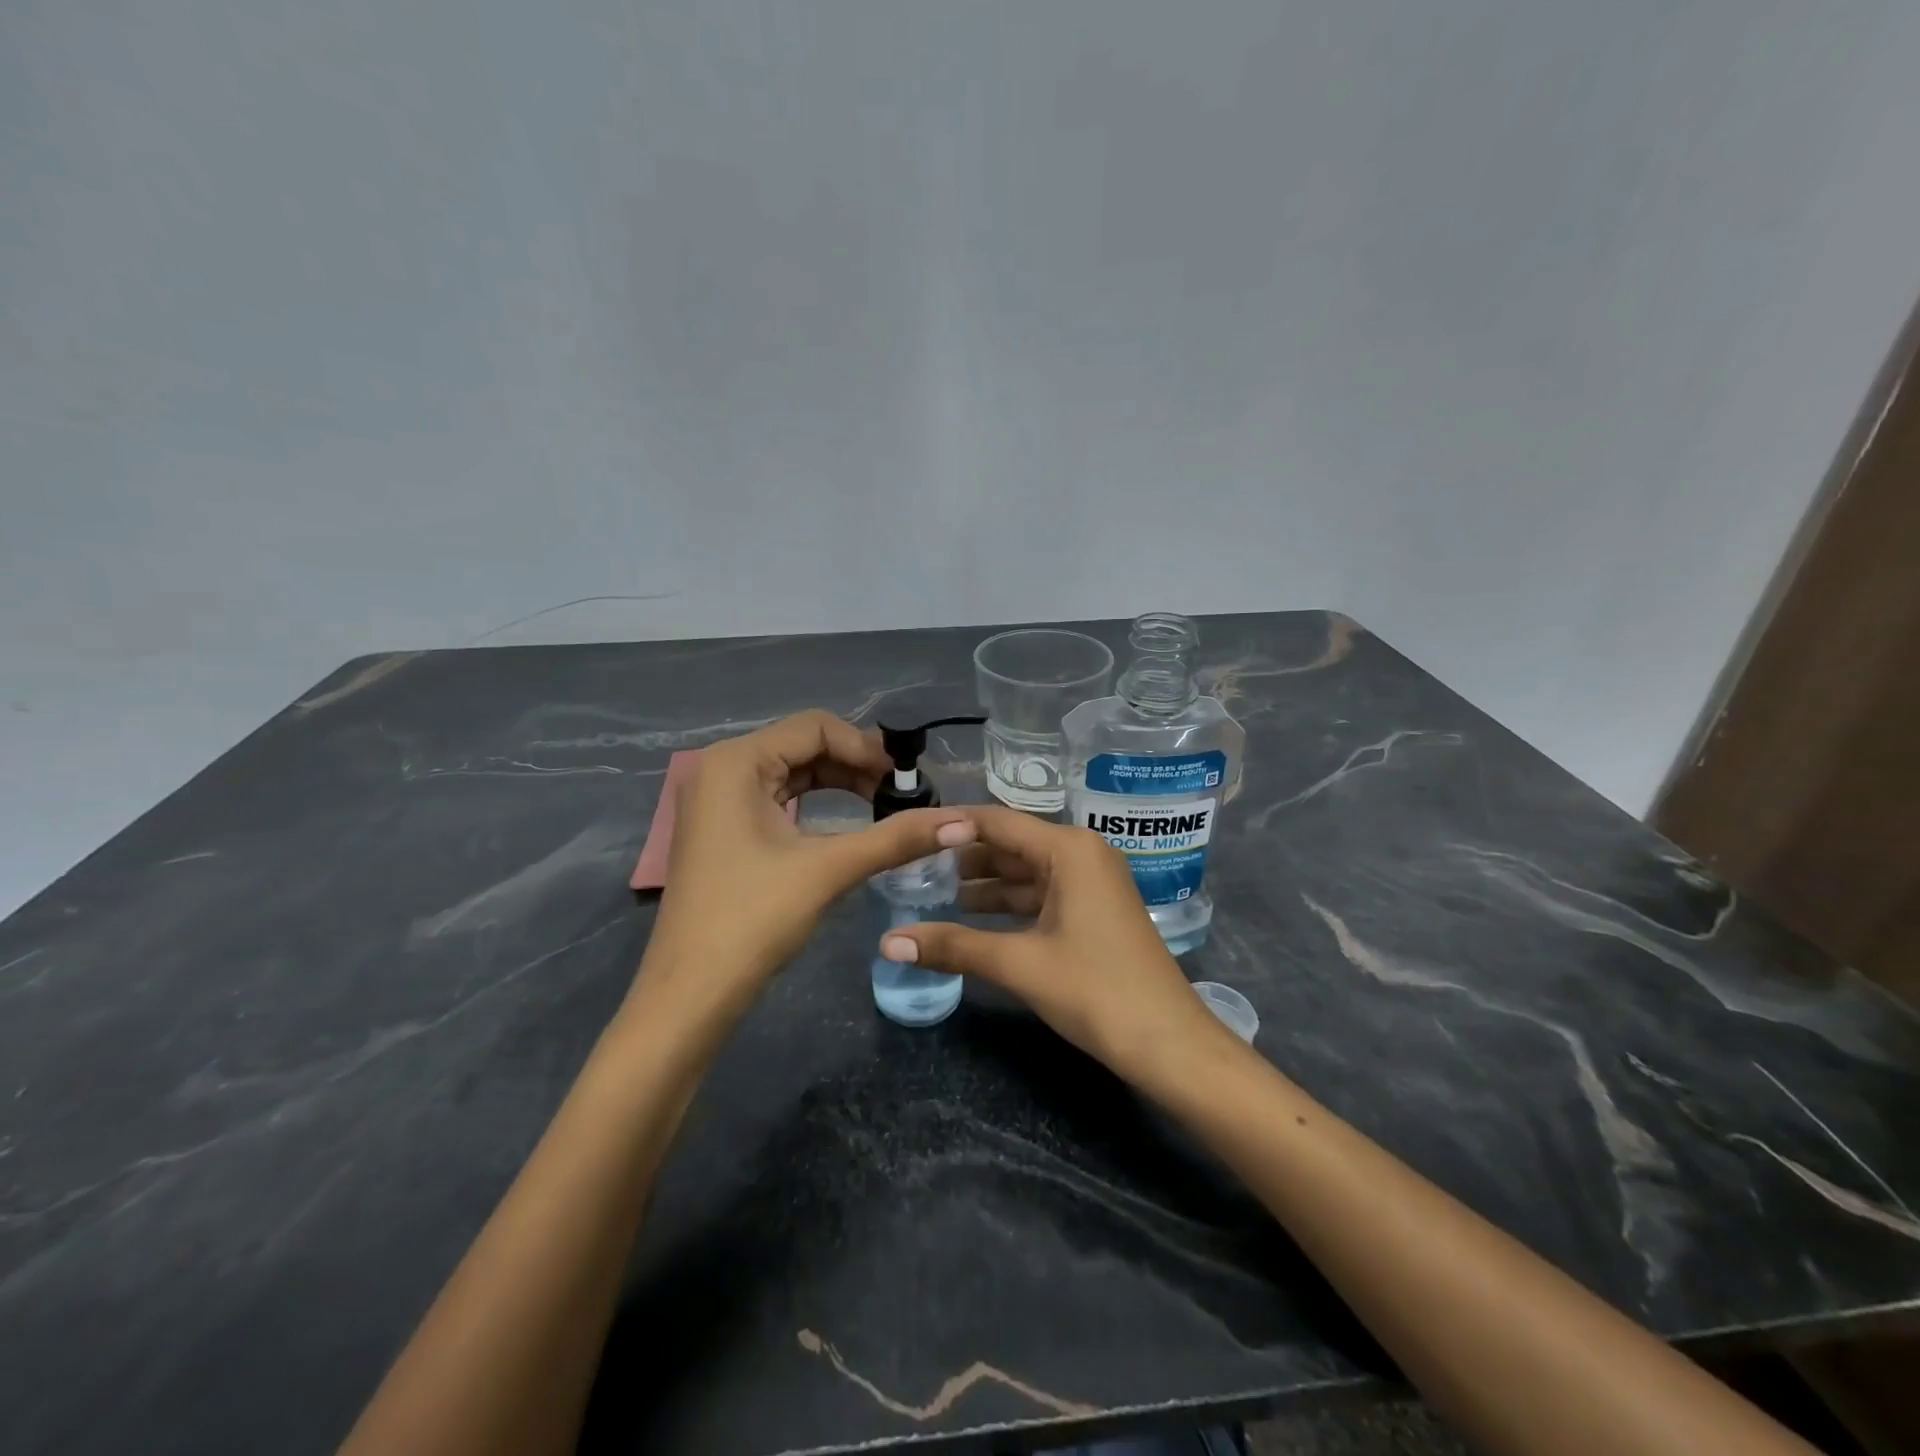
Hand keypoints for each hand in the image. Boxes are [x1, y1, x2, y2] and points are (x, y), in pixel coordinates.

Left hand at [640, 711, 975, 1013]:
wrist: (691, 993)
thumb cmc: (754, 919)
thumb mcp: (829, 869)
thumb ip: (896, 837)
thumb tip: (963, 820)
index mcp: (736, 762)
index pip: (815, 727)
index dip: (866, 747)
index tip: (907, 779)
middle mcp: (721, 769)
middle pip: (804, 745)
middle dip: (856, 766)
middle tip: (903, 795)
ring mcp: (718, 800)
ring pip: (793, 772)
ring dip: (840, 784)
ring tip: (885, 807)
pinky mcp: (723, 828)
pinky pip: (779, 798)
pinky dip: (817, 804)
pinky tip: (849, 822)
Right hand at [876, 807, 1232, 1082]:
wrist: (1169, 1043)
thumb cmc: (1096, 990)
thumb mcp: (1020, 964)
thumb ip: (954, 946)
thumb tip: (888, 943)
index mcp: (1069, 849)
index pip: (997, 823)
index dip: (950, 828)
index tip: (906, 836)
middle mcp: (1082, 854)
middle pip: (1010, 845)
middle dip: (962, 858)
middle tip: (910, 868)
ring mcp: (1091, 883)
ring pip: (1025, 873)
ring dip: (983, 884)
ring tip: (930, 893)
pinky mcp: (1093, 911)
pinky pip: (1041, 895)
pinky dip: (1008, 904)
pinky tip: (972, 918)